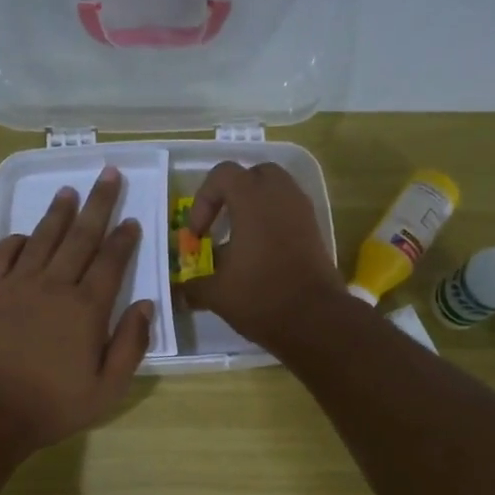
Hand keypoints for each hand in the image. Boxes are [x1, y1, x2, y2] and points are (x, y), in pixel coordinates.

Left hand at [0, 166, 154, 454]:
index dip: (124, 239)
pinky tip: (26, 234)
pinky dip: (17, 239)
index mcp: (87, 308)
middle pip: (81, 236)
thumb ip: (131, 345)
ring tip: (70, 190)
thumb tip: (147, 305)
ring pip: (43, 237)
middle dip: (98, 204)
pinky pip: (3, 254)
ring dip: (58, 212)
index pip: (111, 262)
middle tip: (108, 174)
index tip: (133, 219)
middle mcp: (54, 285)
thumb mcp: (108, 387)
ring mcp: (17, 284)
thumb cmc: (53, 404)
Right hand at [183, 161, 346, 349]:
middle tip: (220, 223)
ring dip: (255, 208)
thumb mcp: (217, 294)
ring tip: (240, 240)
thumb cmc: (261, 297)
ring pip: (276, 191)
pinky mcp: (315, 231)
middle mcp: (281, 195)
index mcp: (253, 199)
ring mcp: (302, 211)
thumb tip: (179, 292)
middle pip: (254, 175)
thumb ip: (193, 286)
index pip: (223, 175)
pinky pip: (289, 212)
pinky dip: (273, 222)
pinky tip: (260, 254)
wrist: (315, 320)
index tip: (198, 235)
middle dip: (233, 194)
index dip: (203, 200)